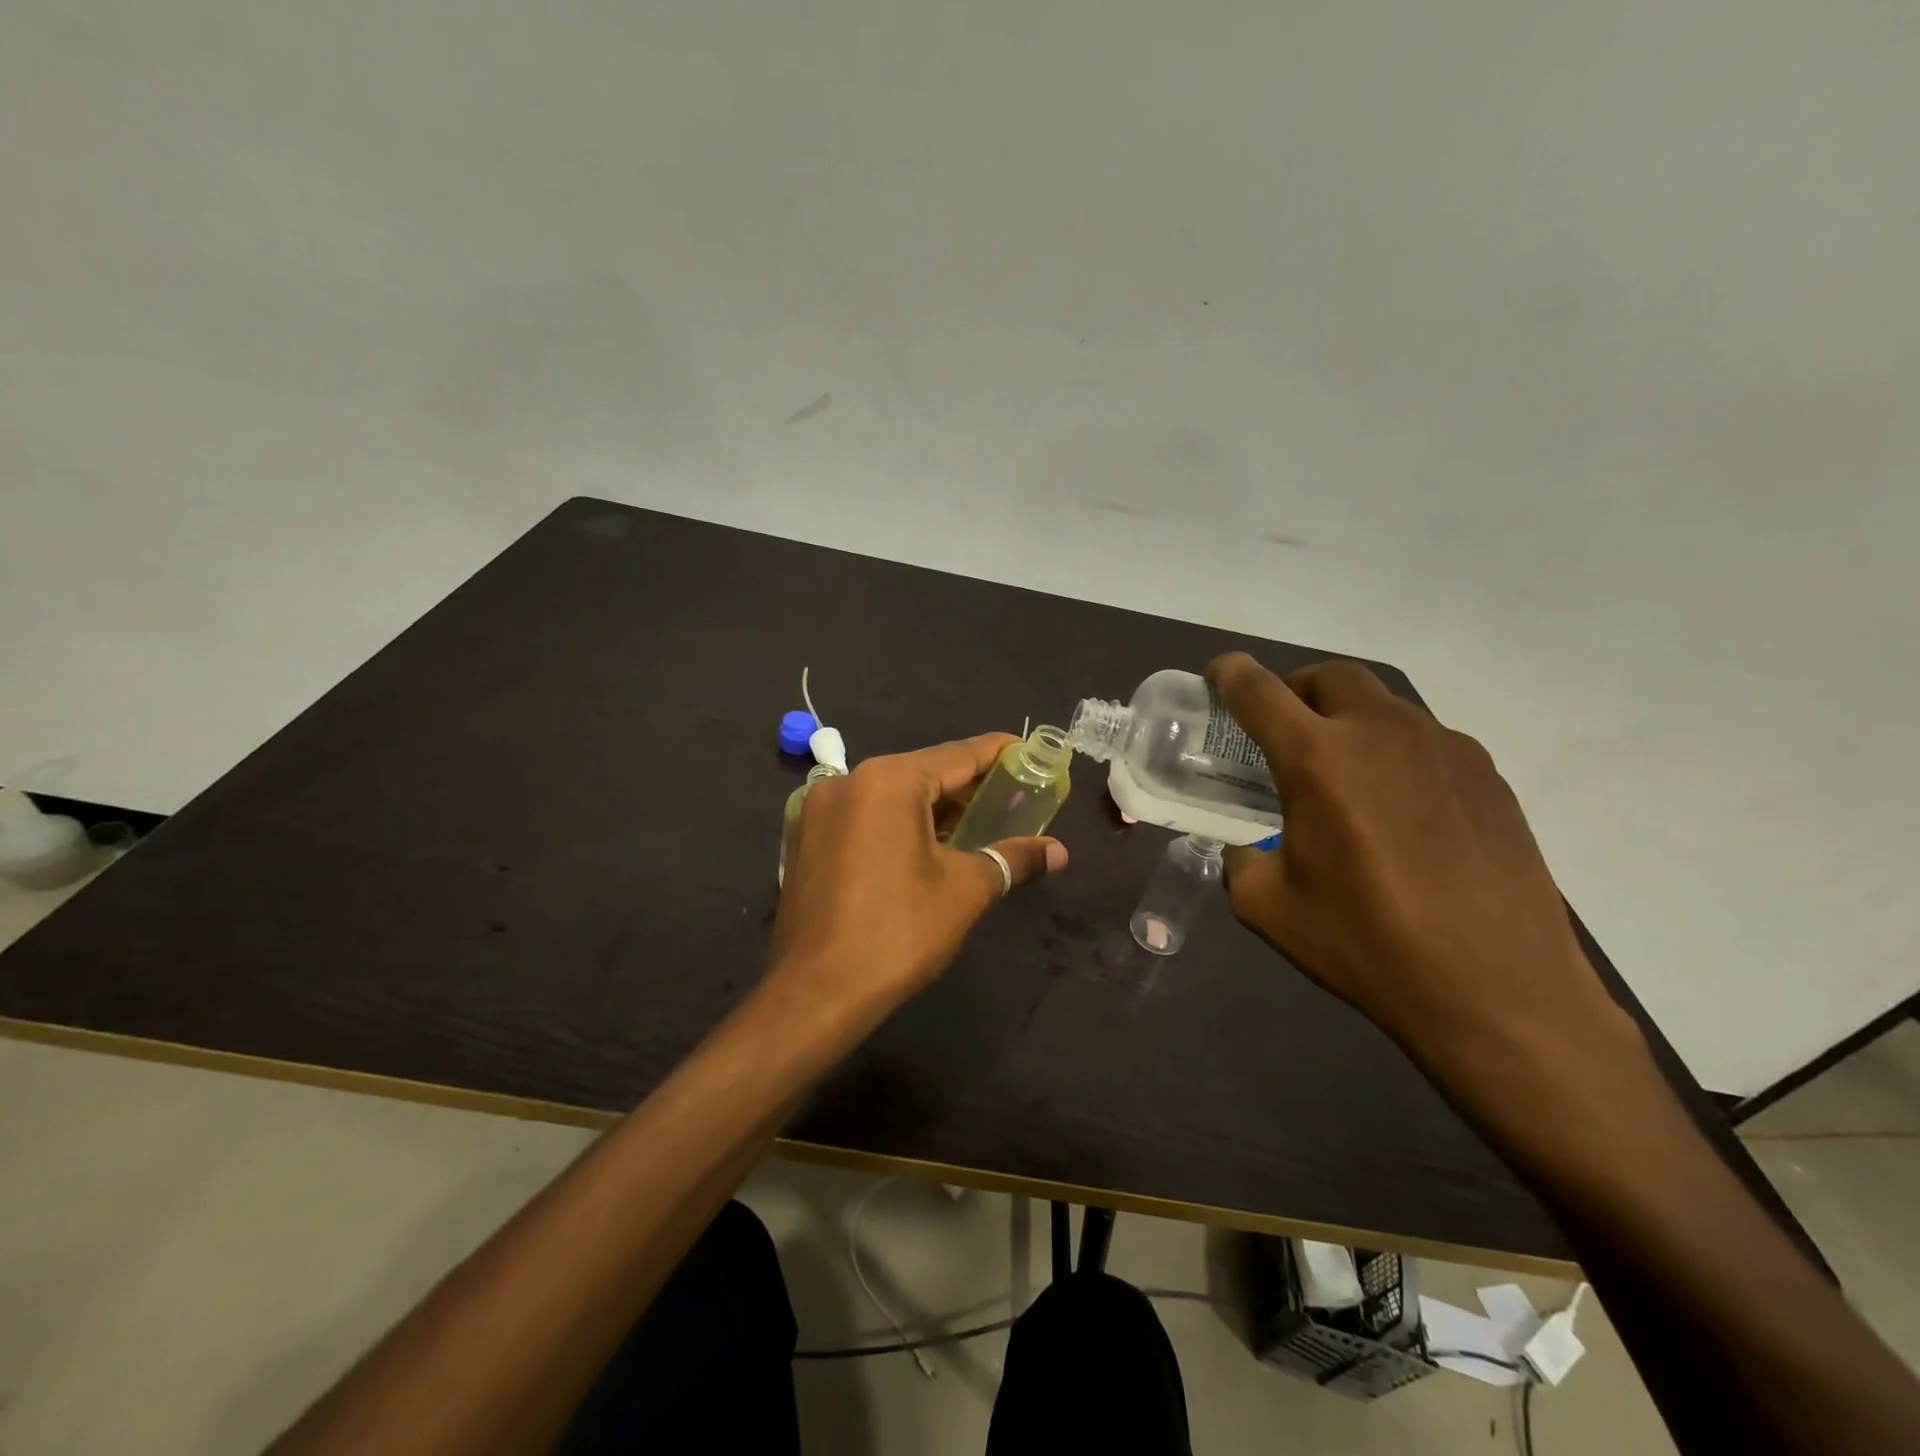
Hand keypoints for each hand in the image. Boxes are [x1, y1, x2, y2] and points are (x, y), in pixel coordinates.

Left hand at [768, 734, 1068, 1023]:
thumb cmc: (898, 933)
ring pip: (891, 796)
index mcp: (887, 781)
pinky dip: (898, 824)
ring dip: (932, 809)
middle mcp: (848, 782)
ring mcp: (818, 810)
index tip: (1028, 753)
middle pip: (922, 773)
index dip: (997, 754)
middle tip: (1009, 799)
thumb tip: (1058, 851)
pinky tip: (925, 848)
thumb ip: (1013, 858)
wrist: (816, 994)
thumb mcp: (965, 890)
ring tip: (974, 827)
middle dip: (967, 788)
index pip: (957, 755)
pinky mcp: (805, 839)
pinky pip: (864, 817)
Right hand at [1206, 653, 1643, 1098]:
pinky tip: (1401, 811)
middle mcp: (1382, 734)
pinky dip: (1396, 754)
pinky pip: (1428, 743)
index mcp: (1318, 759)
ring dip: (1350, 722)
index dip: (1230, 675)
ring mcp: (1445, 750)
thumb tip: (1248, 850)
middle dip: (1297, 689)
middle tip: (1285, 728)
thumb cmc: (1368, 944)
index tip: (1219, 674)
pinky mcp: (1489, 777)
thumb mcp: (1268, 908)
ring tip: (1345, 776)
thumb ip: (1241, 862)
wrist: (1500, 991)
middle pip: (1331, 677)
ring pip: (1384, 706)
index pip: (1259, 692)